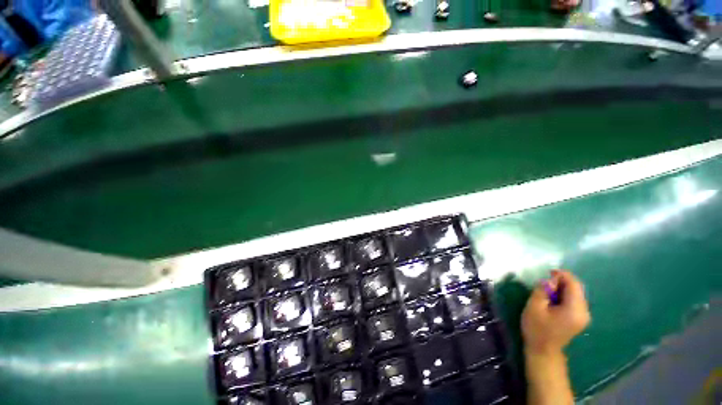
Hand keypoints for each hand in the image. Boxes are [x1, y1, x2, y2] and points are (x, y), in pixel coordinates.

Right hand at [521, 270, 589, 355]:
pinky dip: (564, 295)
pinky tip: (553, 299)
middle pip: (577, 288)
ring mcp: (583, 316)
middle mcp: (584, 312)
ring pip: (576, 294)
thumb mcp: (534, 307)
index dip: (562, 275)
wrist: (543, 351)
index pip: (574, 284)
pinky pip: (575, 300)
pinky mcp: (579, 318)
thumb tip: (549, 280)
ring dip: (562, 288)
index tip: (547, 272)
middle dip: (562, 281)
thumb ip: (543, 290)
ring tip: (547, 290)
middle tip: (545, 282)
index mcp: (575, 309)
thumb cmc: (537, 328)